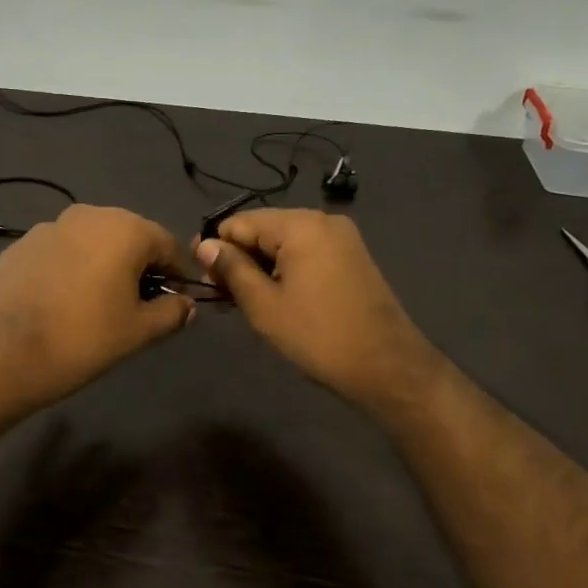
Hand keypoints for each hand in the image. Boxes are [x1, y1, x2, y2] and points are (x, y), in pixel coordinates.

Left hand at [0, 205, 195, 411]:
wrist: (2, 354)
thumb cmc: (83, 339)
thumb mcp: (138, 331)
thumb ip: (171, 312)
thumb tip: (187, 305)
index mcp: (124, 228)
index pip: (167, 244)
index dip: (177, 273)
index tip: (177, 299)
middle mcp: (88, 215)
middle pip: (128, 237)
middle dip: (139, 266)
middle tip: (138, 304)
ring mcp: (48, 227)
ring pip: (91, 242)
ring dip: (103, 265)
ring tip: (98, 304)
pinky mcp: (19, 245)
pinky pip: (60, 252)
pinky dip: (70, 269)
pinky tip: (62, 302)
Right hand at [196, 209, 442, 412]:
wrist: (387, 367)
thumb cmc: (318, 336)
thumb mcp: (264, 305)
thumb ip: (232, 269)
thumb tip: (205, 245)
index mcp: (300, 225)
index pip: (241, 222)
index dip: (215, 246)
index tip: (200, 276)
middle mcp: (323, 220)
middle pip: (264, 229)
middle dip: (239, 257)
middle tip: (221, 295)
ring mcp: (342, 238)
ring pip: (285, 243)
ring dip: (261, 267)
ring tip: (243, 301)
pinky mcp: (353, 257)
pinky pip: (307, 253)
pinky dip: (285, 270)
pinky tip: (274, 297)